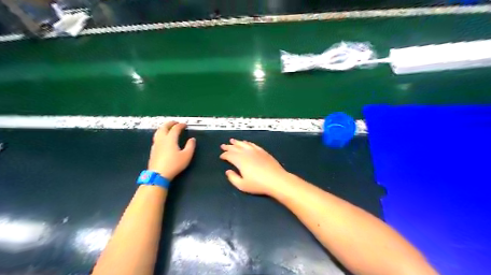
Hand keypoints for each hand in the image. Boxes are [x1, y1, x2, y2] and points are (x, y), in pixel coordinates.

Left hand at [147, 122, 195, 179]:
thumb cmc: (174, 164)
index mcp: (170, 139)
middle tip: (175, 122)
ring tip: (168, 128)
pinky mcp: (153, 150)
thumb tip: (192, 139)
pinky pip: (156, 138)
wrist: (158, 174)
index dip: (180, 125)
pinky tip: (163, 138)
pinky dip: (161, 134)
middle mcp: (162, 139)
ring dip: (164, 127)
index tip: (185, 124)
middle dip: (170, 123)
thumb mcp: (186, 156)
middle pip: (164, 127)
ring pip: (158, 132)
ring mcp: (156, 144)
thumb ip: (190, 146)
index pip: (175, 128)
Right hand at [220, 139, 288, 195]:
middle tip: (223, 145)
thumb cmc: (258, 184)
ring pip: (244, 144)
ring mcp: (256, 151)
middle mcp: (247, 153)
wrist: (276, 180)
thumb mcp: (242, 185)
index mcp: (240, 161)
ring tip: (232, 140)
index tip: (221, 156)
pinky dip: (248, 143)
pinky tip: (246, 143)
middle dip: (228, 147)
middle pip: (235, 148)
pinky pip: (253, 145)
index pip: (229, 155)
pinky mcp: (263, 151)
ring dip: (237, 142)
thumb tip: (228, 171)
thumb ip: (233, 178)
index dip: (224, 155)